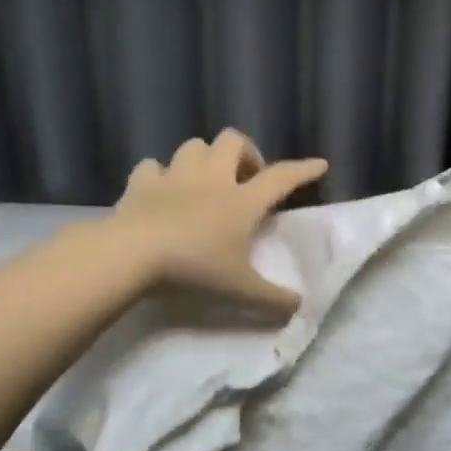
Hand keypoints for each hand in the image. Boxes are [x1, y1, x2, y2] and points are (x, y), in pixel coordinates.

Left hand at [110, 130, 327, 320]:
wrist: (132, 255)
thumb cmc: (194, 268)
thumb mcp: (240, 290)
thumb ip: (272, 300)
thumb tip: (299, 309)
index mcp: (242, 201)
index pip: (281, 177)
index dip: (303, 170)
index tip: (319, 165)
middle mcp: (212, 178)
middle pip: (233, 142)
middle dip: (244, 153)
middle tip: (246, 179)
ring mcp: (175, 176)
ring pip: (194, 147)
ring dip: (204, 158)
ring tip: (205, 180)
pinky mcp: (142, 183)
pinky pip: (152, 167)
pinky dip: (159, 175)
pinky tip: (160, 190)